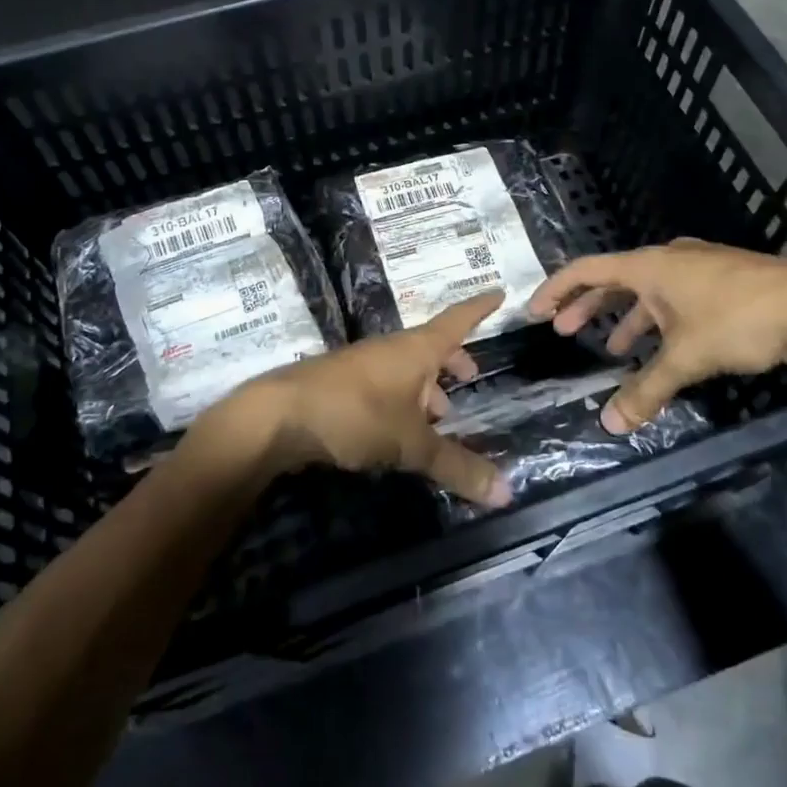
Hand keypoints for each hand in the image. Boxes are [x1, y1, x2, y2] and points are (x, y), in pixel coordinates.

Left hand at [195, 292, 513, 507]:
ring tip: (439, 414)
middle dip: (452, 358)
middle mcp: (391, 349)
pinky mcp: (341, 384)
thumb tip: (507, 492)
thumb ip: (457, 467)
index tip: (499, 293)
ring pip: (405, 367)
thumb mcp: (411, 444)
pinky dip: (401, 398)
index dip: (479, 309)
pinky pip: (384, 383)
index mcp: (416, 349)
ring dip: (425, 384)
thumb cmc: (355, 415)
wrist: (279, 415)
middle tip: (470, 375)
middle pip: (430, 346)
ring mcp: (362, 364)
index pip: (457, 320)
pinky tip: (398, 427)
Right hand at [527, 239, 786, 433]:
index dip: (556, 289)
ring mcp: (698, 268)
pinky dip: (657, 321)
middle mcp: (668, 260)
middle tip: (564, 330)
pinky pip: (673, 298)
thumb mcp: (685, 358)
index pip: (586, 270)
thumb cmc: (738, 320)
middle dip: (587, 306)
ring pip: (647, 291)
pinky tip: (663, 346)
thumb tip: (610, 424)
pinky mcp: (723, 281)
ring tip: (613, 349)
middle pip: (614, 279)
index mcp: (649, 266)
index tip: (535, 312)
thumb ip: (646, 389)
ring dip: (625, 318)